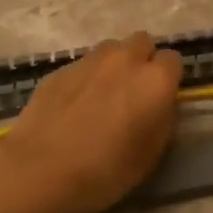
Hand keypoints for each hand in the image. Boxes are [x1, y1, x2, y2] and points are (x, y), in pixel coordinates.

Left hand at [0, 32, 183, 212]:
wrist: (39, 170)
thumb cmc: (104, 170)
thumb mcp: (150, 156)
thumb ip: (162, 121)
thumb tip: (160, 106)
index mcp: (155, 80)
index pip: (174, 60)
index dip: (169, 79)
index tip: (161, 99)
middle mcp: (125, 59)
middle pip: (142, 42)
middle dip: (143, 60)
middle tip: (134, 92)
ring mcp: (89, 61)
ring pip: (111, 49)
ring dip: (114, 65)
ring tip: (104, 95)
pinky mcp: (60, 69)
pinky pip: (83, 65)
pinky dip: (86, 78)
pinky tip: (75, 105)